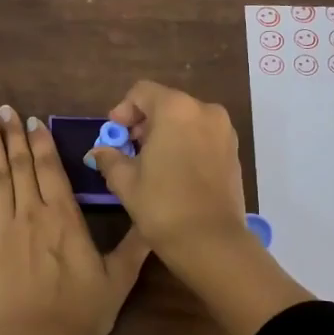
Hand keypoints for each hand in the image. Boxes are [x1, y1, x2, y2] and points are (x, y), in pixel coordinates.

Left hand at [0, 105, 149, 334]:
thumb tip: (155, 218)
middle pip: (21, 166)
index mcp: (64, 218)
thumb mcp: (118, 280)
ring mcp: (2, 229)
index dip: (42, 142)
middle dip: (12, 134)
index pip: (51, 169)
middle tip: (3, 109)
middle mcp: (31, 214)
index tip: (32, 119)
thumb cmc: (81, 311)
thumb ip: (136, 246)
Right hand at [87, 81, 312, 334]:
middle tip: (128, 151)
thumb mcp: (126, 181)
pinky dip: (185, 145)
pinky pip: (202, 136)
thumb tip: (100, 150)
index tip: (113, 135)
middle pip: (166, 104)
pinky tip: (173, 173)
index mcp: (176, 109)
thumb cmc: (162, 205)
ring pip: (186, 120)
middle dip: (144, 123)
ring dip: (165, 134)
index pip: (141, 92)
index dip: (123, 111)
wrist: (211, 242)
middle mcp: (205, 111)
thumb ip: (110, 158)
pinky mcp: (233, 152)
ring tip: (150, 164)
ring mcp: (224, 131)